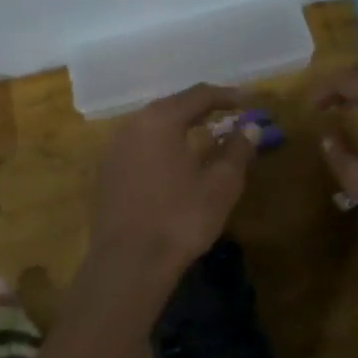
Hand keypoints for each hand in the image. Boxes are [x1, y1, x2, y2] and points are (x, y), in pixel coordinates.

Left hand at [87, 84, 254, 278]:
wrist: (128, 263)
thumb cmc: (180, 218)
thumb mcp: (220, 184)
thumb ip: (237, 150)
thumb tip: (250, 128)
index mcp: (160, 119)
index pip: (199, 95)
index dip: (227, 96)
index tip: (249, 102)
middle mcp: (133, 124)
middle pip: (173, 106)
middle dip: (203, 109)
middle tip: (229, 116)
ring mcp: (115, 148)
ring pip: (154, 126)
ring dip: (182, 127)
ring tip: (206, 137)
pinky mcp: (107, 171)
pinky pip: (141, 145)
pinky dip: (164, 145)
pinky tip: (177, 162)